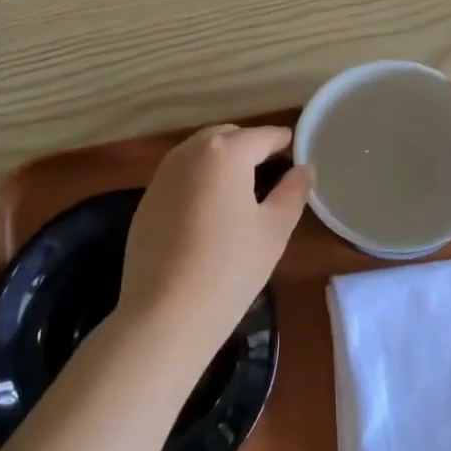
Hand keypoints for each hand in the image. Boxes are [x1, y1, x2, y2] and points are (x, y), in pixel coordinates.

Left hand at [120, 125, 313, 362]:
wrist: (164, 314)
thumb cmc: (229, 268)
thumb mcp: (273, 230)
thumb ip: (293, 192)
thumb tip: (304, 169)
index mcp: (225, 152)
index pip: (263, 136)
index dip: (285, 143)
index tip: (298, 155)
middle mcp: (190, 152)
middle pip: (228, 136)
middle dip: (251, 146)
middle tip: (273, 172)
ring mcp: (162, 174)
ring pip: (200, 152)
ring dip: (223, 160)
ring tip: (242, 189)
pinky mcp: (146, 199)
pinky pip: (181, 175)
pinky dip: (199, 179)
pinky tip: (209, 211)